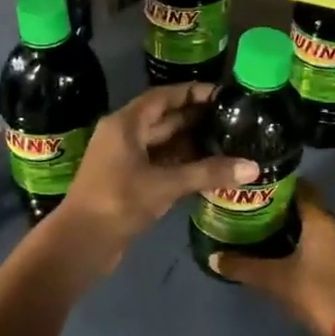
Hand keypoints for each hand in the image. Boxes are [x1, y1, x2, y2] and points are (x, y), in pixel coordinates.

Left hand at [61, 84, 257, 258]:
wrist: (81, 242)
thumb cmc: (118, 202)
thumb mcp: (165, 185)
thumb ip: (208, 173)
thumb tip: (253, 167)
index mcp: (125, 124)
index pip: (162, 97)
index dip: (191, 93)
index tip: (222, 94)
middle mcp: (123, 136)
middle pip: (164, 119)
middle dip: (196, 119)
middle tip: (233, 120)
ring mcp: (125, 160)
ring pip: (163, 144)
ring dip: (191, 143)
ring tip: (228, 142)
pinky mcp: (129, 182)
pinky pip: (160, 164)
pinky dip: (182, 164)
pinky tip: (209, 169)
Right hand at [210, 184, 334, 335]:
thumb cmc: (314, 292)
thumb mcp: (273, 278)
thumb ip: (243, 266)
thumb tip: (214, 258)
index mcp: (321, 220)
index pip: (302, 188)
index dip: (279, 185)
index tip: (256, 187)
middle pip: (308, 208)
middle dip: (282, 208)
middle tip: (253, 210)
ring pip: (315, 228)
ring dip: (293, 228)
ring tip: (262, 232)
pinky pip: (321, 246)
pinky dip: (303, 246)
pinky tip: (283, 256)